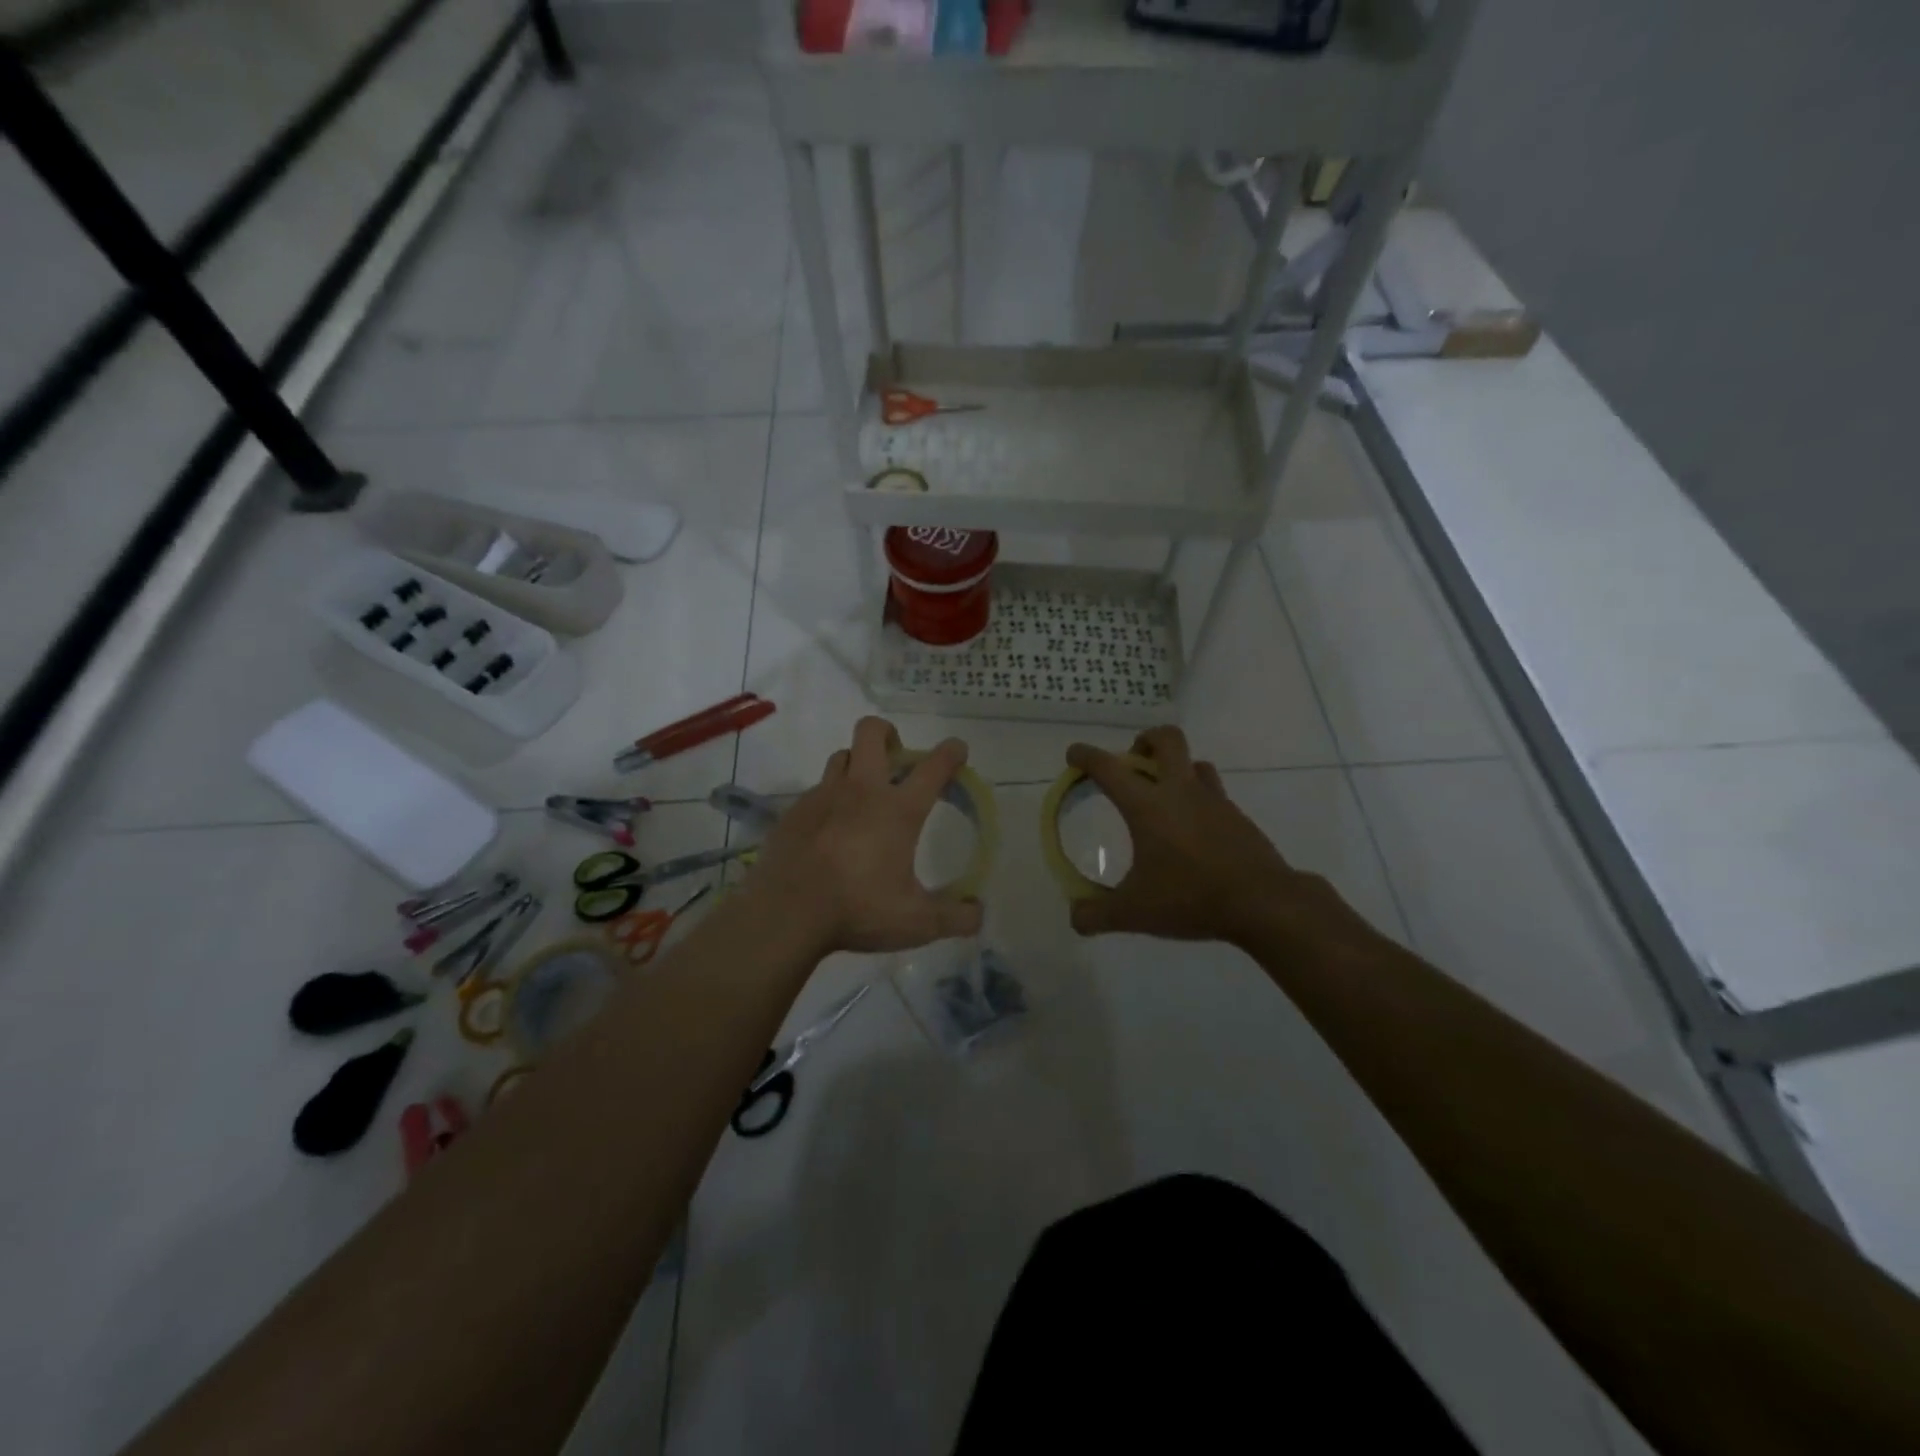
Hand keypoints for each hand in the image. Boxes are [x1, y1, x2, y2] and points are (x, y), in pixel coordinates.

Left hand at [752, 717, 984, 955]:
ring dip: (858, 764)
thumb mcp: (917, 923)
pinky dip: (830, 798)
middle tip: (897, 759)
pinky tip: (830, 828)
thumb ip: (955, 918)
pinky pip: (817, 789)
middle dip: (889, 733)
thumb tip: (978, 913)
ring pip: (842, 756)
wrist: (786, 913)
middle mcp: (862, 791)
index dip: (951, 753)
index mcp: (898, 810)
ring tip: (863, 794)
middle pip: (872, 732)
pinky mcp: (795, 811)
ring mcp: (823, 796)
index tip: (958, 751)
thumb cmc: (858, 910)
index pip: (933, 766)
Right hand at [1065, 726, 1371, 951]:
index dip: (1086, 756)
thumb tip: (1075, 917)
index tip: (1074, 754)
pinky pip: (1214, 793)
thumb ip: (1097, 914)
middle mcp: (1180, 791)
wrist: (1263, 903)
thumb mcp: (1134, 912)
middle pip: (1166, 740)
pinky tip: (1192, 830)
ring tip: (1163, 796)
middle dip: (1144, 741)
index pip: (1109, 768)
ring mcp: (1214, 801)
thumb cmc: (1191, 898)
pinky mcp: (1238, 817)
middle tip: (1132, 763)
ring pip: (1195, 763)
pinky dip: (1197, 799)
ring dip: (1175, 768)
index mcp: (1148, 805)